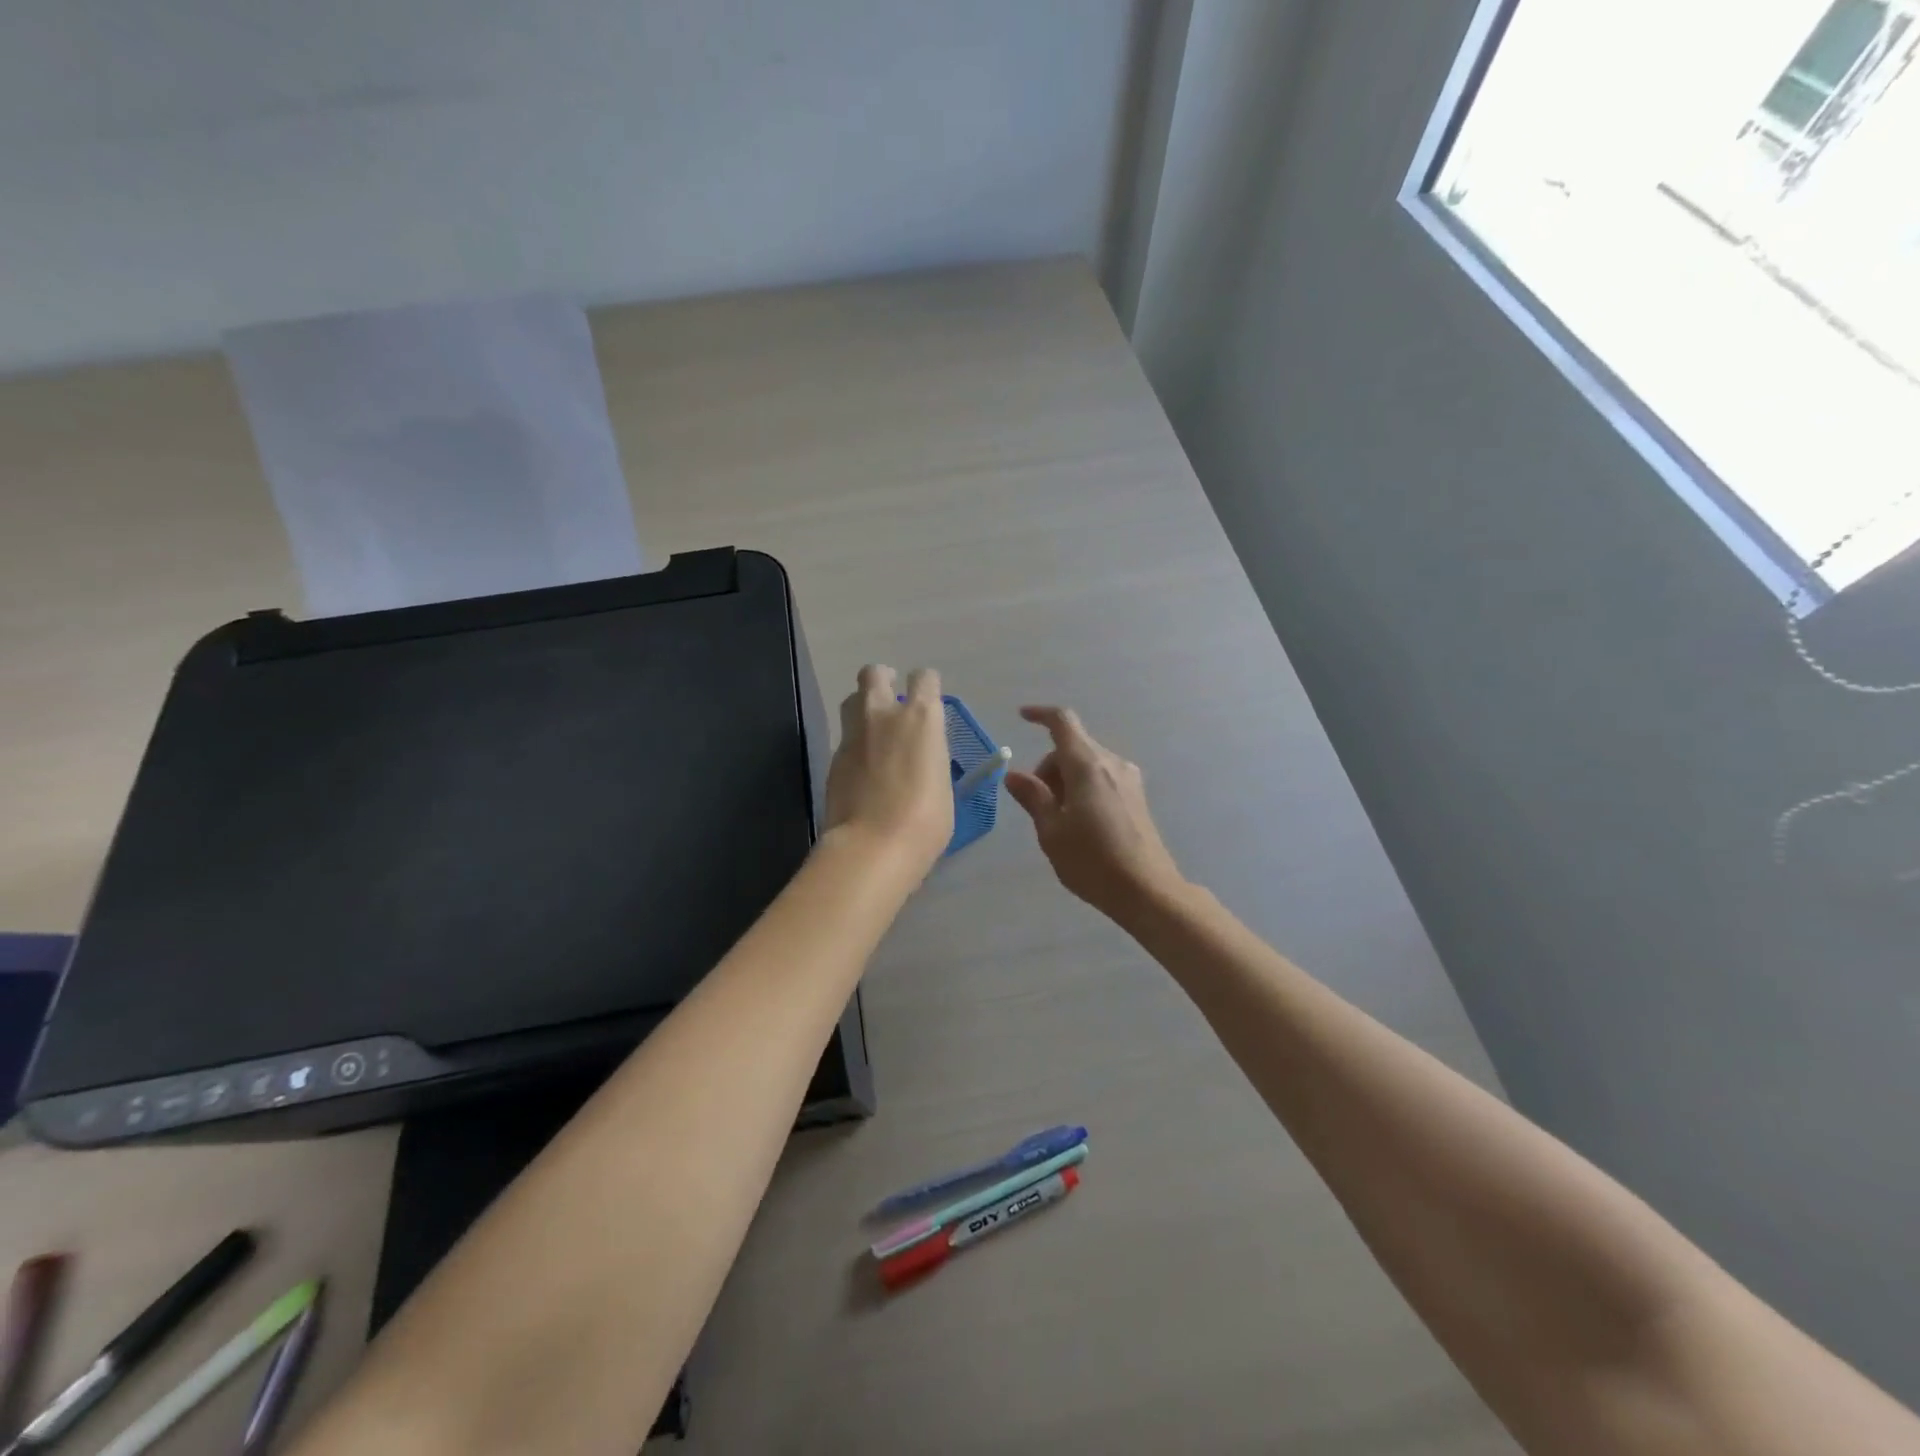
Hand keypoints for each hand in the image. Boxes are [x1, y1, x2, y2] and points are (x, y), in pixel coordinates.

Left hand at [824, 665, 953, 876]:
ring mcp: (854, 734)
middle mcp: (884, 714)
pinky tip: (863, 766)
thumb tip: (921, 756)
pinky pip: (845, 736)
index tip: (928, 698)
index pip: (924, 678)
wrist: (873, 845)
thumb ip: (930, 758)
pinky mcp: (834, 757)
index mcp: (921, 718)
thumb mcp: (942, 783)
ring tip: (874, 730)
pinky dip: (855, 743)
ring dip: (863, 706)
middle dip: (883, 679)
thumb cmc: (926, 820)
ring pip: (852, 700)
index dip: (926, 685)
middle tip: (891, 699)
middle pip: (875, 674)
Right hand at [1004, 706, 1186, 920]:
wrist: (1147, 891)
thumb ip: (1033, 798)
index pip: (1063, 722)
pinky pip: (1102, 778)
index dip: (1041, 715)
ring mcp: (1129, 779)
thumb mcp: (1051, 831)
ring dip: (1066, 779)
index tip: (1022, 717)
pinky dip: (1084, 787)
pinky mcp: (1137, 797)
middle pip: (1073, 747)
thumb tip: (1014, 775)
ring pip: (1087, 763)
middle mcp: (1112, 763)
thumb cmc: (1092, 861)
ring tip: (1059, 819)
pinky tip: (1080, 822)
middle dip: (1048, 766)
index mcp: (1088, 765)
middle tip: (1038, 804)